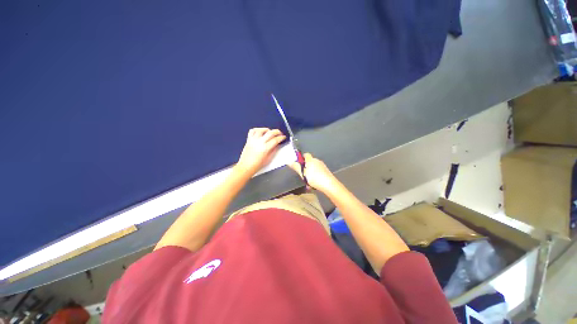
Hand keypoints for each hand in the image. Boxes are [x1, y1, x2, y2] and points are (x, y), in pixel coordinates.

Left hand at [236, 128, 285, 175]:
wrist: (246, 167)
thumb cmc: (257, 165)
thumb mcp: (268, 159)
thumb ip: (274, 150)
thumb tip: (277, 145)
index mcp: (265, 148)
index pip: (275, 140)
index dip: (281, 137)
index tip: (283, 137)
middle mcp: (259, 142)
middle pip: (270, 133)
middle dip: (277, 132)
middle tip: (280, 133)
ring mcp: (253, 140)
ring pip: (261, 130)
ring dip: (267, 129)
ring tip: (270, 132)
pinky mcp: (248, 140)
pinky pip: (252, 131)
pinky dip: (257, 129)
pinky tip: (260, 132)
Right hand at [289, 153, 339, 192]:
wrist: (329, 184)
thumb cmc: (314, 178)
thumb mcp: (303, 173)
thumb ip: (296, 167)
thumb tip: (289, 162)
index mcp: (311, 160)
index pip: (306, 154)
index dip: (302, 158)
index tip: (299, 164)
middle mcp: (317, 161)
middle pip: (310, 162)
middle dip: (306, 168)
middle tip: (303, 175)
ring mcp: (322, 166)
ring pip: (314, 168)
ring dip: (310, 174)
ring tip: (308, 183)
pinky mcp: (326, 171)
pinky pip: (318, 173)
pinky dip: (315, 177)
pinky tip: (314, 185)